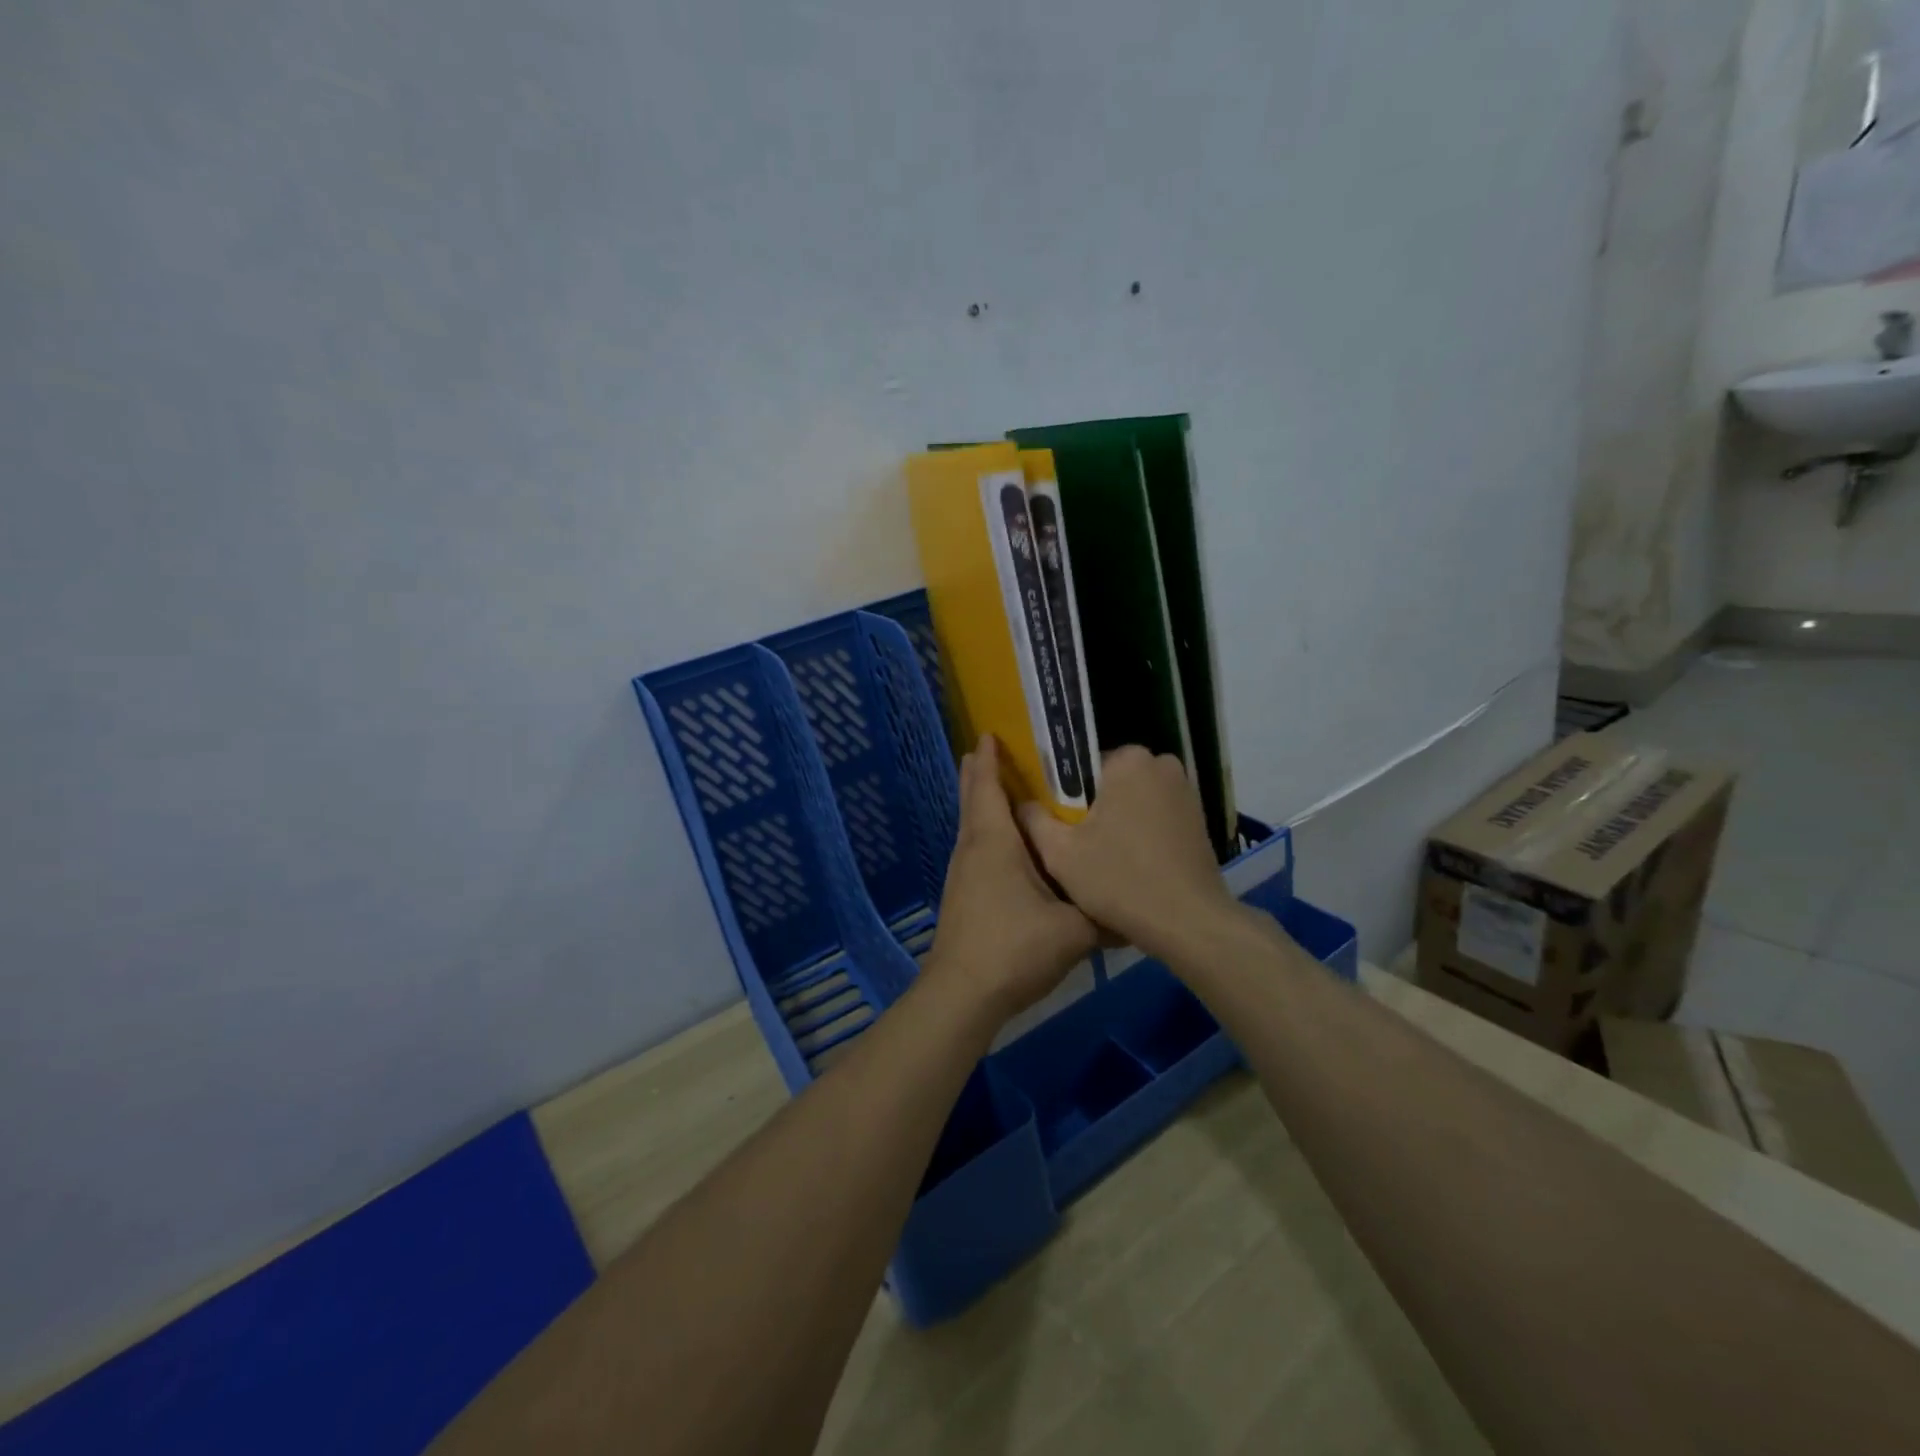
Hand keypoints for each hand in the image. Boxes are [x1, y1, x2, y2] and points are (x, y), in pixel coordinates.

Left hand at [922, 737, 1097, 1026]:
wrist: (964, 994)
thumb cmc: (1015, 947)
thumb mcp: (1074, 930)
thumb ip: (1105, 916)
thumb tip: (1136, 912)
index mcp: (995, 843)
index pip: (987, 789)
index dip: (988, 760)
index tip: (988, 735)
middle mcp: (973, 850)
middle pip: (972, 802)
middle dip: (978, 775)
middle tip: (984, 751)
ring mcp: (963, 875)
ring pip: (971, 827)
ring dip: (980, 804)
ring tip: (997, 792)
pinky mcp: (962, 898)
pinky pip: (974, 850)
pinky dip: (985, 833)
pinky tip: (1003, 848)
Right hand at [1019, 746, 1241, 963]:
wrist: (1189, 923)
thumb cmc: (1119, 880)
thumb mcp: (1060, 853)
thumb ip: (1032, 819)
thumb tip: (1020, 803)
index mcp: (1128, 759)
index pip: (1081, 764)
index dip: (1063, 794)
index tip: (1055, 823)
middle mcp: (1161, 763)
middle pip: (1108, 781)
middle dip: (1091, 806)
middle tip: (1074, 844)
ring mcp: (1186, 791)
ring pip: (1132, 799)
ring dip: (1116, 821)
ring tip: (1100, 858)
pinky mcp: (1198, 818)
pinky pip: (1155, 815)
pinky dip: (1140, 833)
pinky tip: (1129, 864)